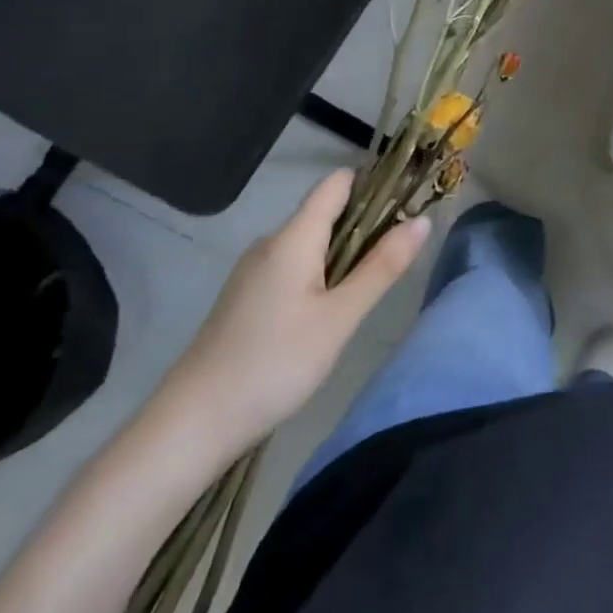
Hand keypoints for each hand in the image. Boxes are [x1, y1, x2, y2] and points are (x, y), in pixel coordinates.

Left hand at [156, 169, 430, 462]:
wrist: (188, 429)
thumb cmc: (272, 365)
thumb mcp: (339, 318)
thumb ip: (382, 267)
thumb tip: (423, 220)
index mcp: (293, 237)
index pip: (338, 183)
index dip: (375, 184)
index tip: (409, 203)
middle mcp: (271, 243)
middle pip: (326, 212)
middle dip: (366, 225)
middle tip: (399, 257)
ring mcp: (254, 271)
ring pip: (311, 243)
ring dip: (344, 254)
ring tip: (369, 289)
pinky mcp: (246, 298)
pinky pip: (294, 267)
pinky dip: (320, 275)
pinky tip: (329, 313)